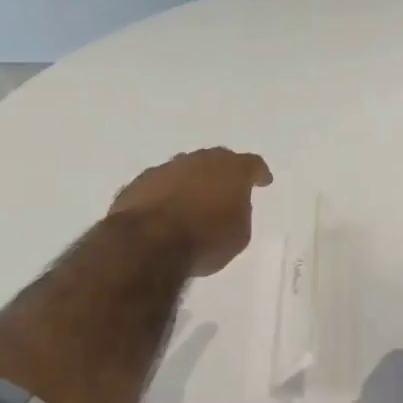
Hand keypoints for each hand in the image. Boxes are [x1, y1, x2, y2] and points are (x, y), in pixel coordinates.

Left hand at [110, 148, 272, 275]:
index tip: (263, 181)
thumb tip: (230, 206)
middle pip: (216, 159)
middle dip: (222, 172)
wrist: (149, 243)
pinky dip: (166, 194)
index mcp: (232, 169)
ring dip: (191, 182)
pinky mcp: (138, 183)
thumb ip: (239, 214)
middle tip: (227, 188)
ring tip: (193, 201)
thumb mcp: (239, 235)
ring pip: (185, 169)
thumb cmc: (205, 240)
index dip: (259, 173)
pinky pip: (160, 185)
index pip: (252, 164)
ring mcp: (166, 168)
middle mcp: (199, 160)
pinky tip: (165, 210)